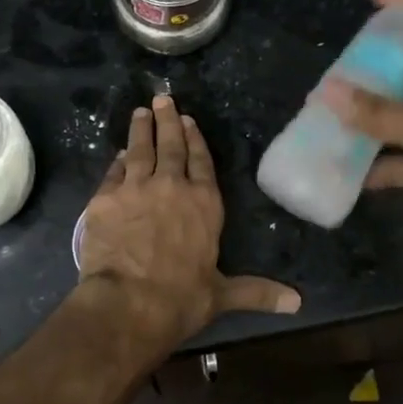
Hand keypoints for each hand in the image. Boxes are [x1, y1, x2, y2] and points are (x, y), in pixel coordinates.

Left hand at [78, 94, 300, 342]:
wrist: (128, 305)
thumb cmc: (181, 299)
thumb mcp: (222, 295)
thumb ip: (257, 292)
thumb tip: (297, 303)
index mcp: (204, 203)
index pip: (202, 162)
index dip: (195, 140)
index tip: (188, 121)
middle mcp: (172, 186)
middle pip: (170, 146)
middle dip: (167, 121)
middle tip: (163, 99)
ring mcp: (136, 188)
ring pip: (139, 150)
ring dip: (141, 129)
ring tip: (141, 112)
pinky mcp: (105, 198)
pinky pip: (113, 173)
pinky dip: (117, 162)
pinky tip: (118, 155)